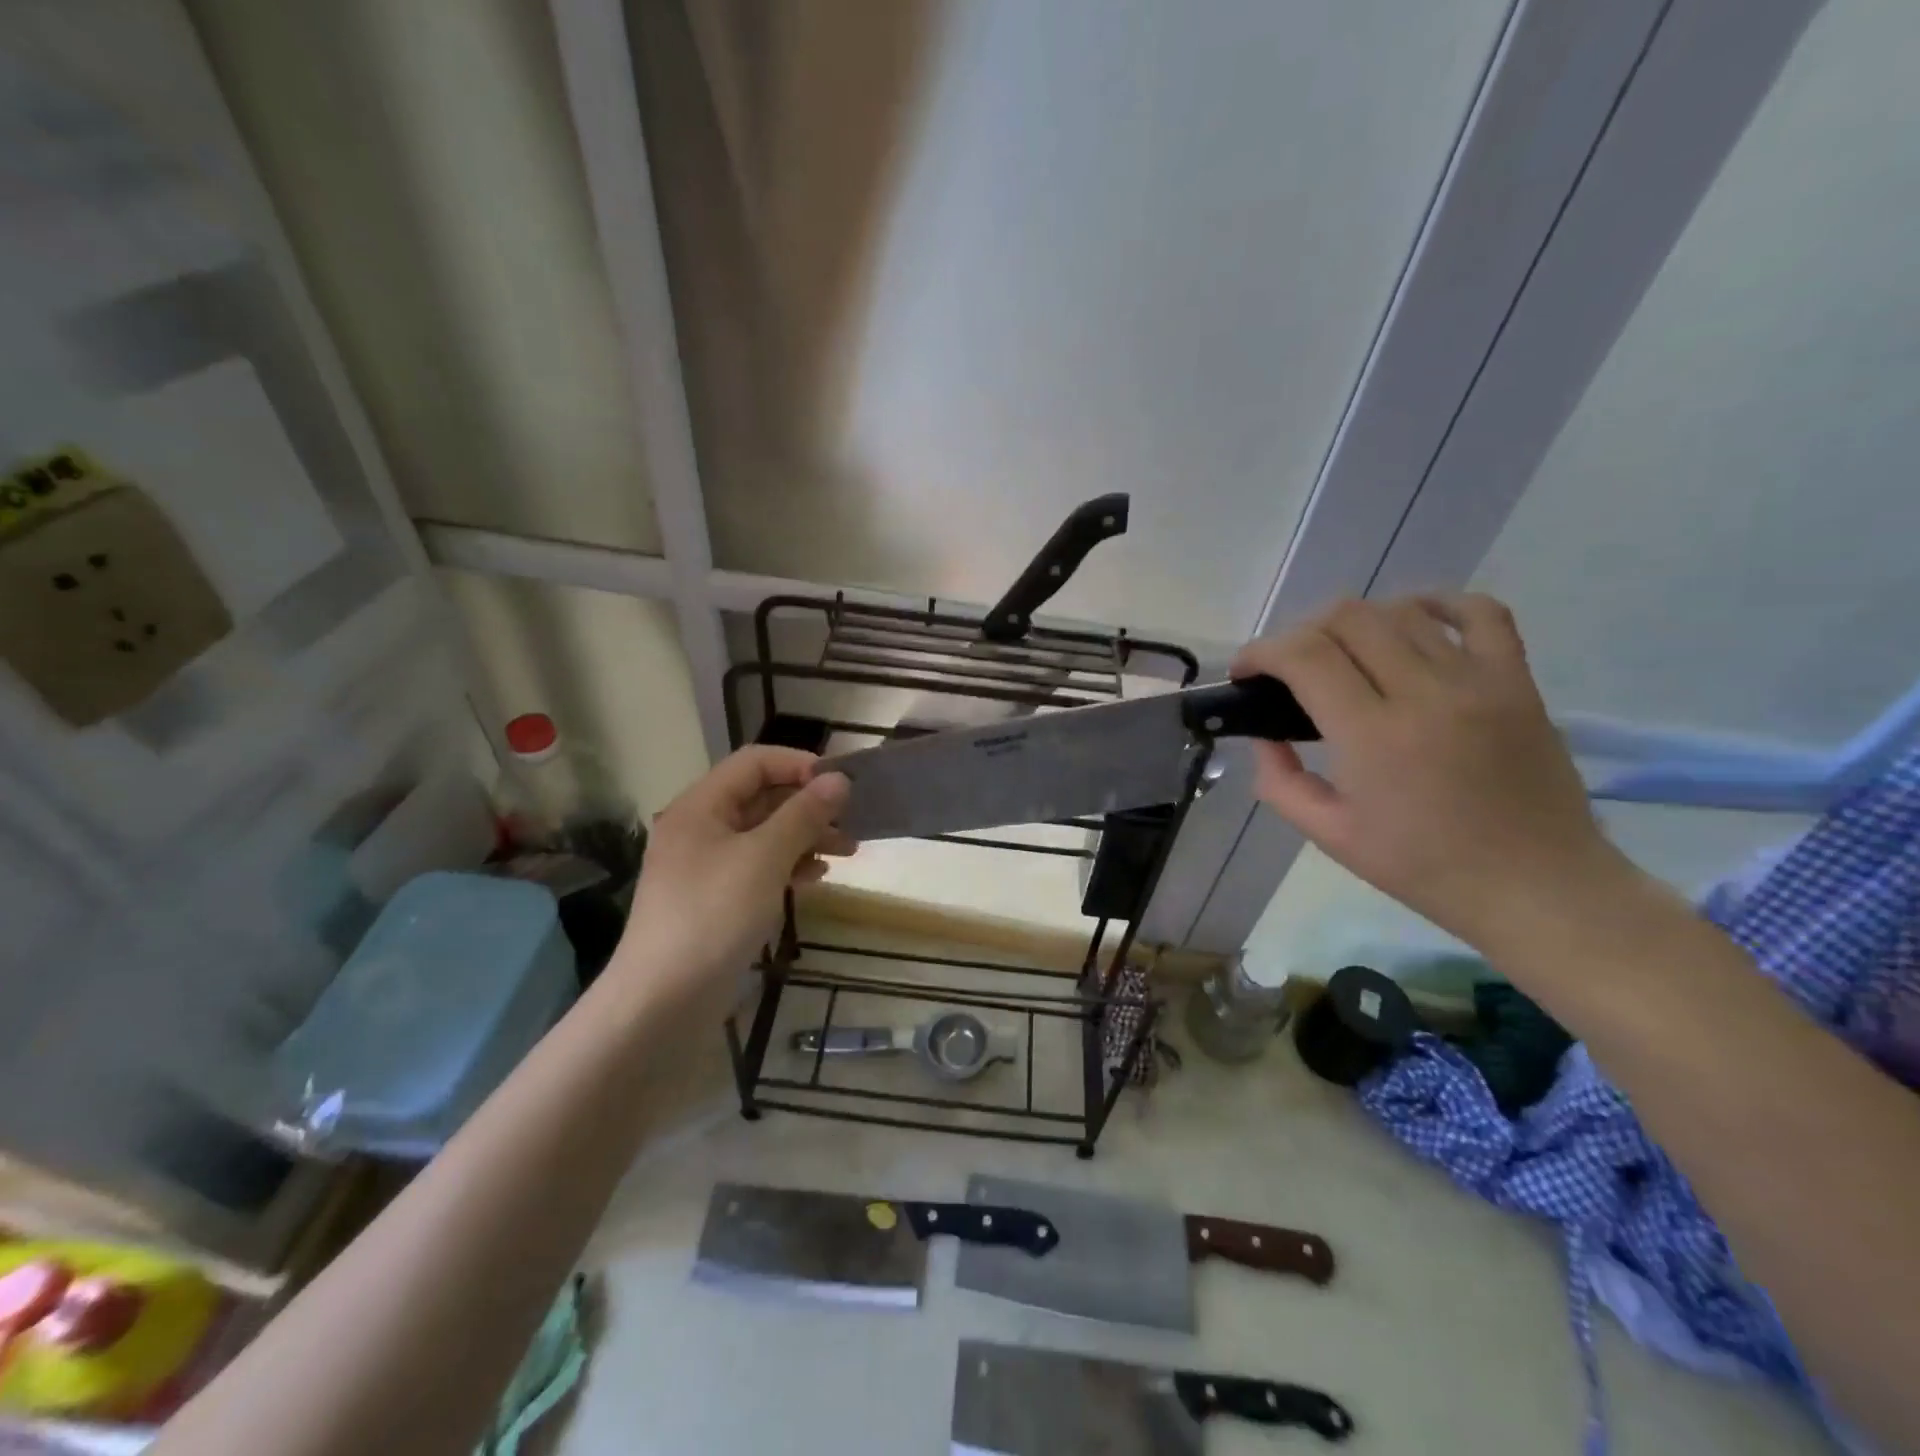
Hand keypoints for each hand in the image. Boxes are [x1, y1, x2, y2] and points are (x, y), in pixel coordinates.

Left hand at [614, 747, 852, 995]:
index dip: (799, 764)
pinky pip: (759, 866)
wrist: (664, 1002)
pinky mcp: (716, 899)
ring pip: (764, 834)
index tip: (840, 785)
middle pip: (761, 798)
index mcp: (701, 807)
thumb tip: (839, 780)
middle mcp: (701, 828)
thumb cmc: (714, 916)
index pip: (754, 762)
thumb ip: (803, 815)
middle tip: (852, 821)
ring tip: (848, 851)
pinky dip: (789, 865)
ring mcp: (707, 866)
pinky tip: (816, 877)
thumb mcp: (764, 858)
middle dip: (809, 805)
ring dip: (805, 836)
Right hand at [1232, 594, 1632, 948]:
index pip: (1305, 656)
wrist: (1537, 887)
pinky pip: (1480, 613)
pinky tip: (1412, 620)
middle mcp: (1425, 693)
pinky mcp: (1517, 681)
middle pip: (1348, 619)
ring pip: (1402, 611)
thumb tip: (1264, 737)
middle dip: (1301, 632)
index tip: (1246, 671)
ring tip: (1343, 653)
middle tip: (1290, 667)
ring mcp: (1478, 680)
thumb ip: (1280, 782)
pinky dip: (1438, 603)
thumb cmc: (1425, 867)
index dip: (1262, 652)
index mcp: (1373, 735)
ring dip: (1355, 622)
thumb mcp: (1330, 836)